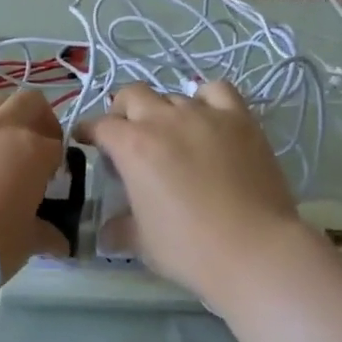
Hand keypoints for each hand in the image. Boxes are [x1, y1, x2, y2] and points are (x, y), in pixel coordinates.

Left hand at [0, 90, 69, 281]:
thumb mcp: (29, 241)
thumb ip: (47, 233)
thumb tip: (59, 242)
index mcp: (32, 149)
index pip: (56, 144)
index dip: (58, 162)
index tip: (52, 182)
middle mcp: (0, 130)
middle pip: (28, 102)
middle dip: (38, 119)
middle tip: (36, 147)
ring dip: (4, 122)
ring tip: (0, 156)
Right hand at [82, 82, 313, 306]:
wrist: (254, 250)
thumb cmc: (189, 248)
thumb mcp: (142, 243)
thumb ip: (120, 229)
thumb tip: (106, 233)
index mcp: (132, 146)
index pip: (100, 126)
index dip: (90, 132)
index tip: (87, 140)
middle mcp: (164, 120)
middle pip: (133, 95)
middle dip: (123, 111)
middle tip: (128, 135)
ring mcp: (204, 115)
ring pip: (174, 95)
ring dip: (165, 111)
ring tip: (173, 134)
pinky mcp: (240, 119)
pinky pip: (217, 91)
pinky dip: (207, 99)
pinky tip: (209, 118)